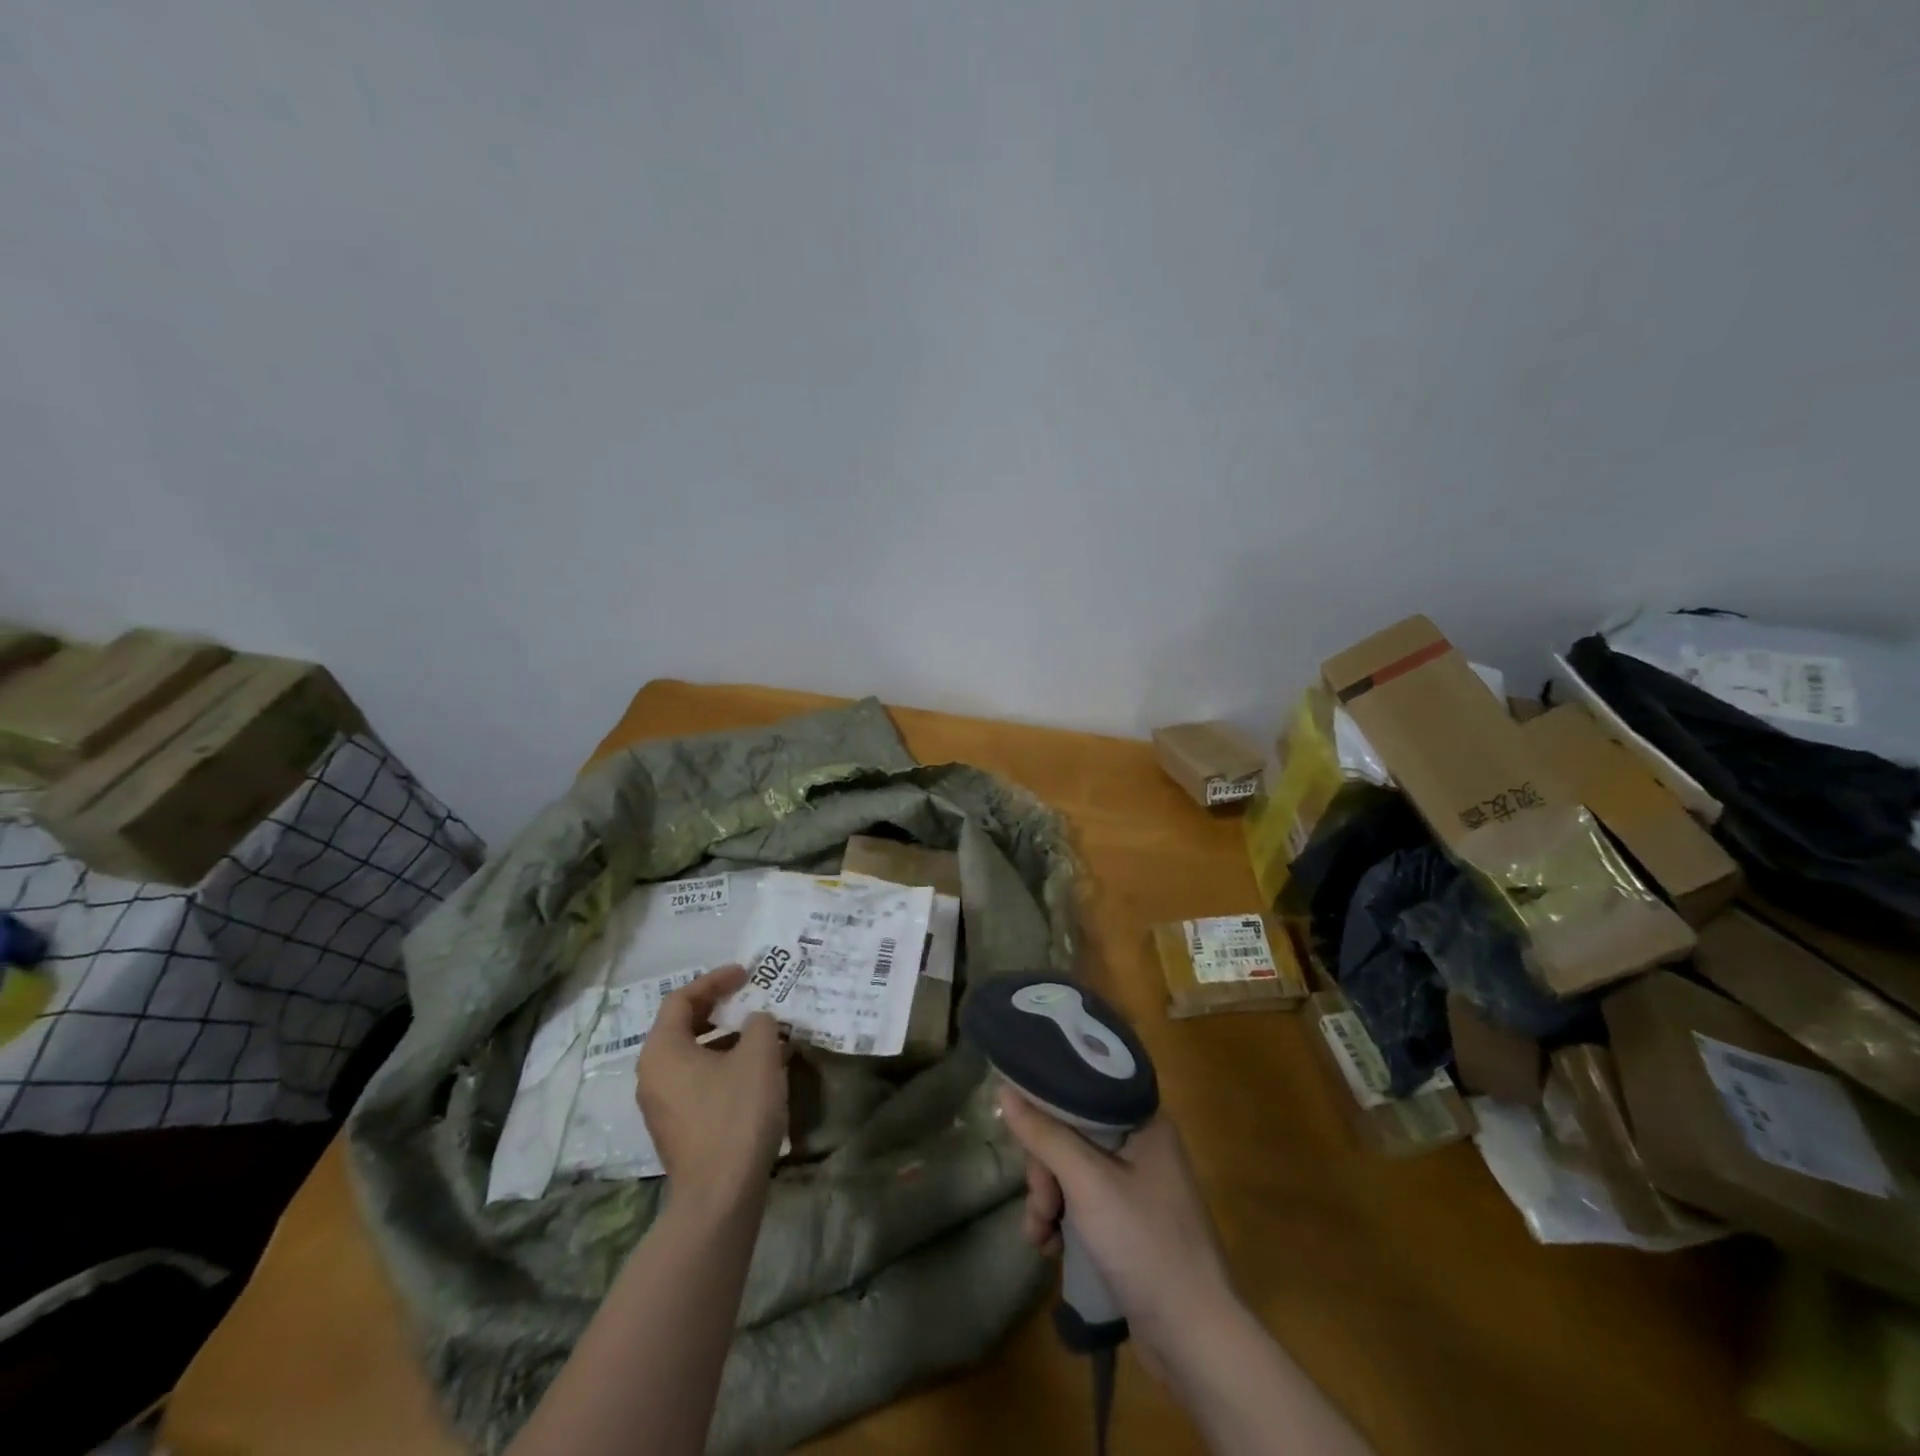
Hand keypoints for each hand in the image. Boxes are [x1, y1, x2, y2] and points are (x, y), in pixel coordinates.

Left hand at [637, 966, 787, 1206]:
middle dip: (719, 1008)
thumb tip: (756, 1022)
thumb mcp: (759, 1055)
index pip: (681, 999)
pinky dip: (722, 1066)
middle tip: (749, 999)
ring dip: (725, 1039)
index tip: (746, 974)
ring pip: (692, 1055)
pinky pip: (696, 1081)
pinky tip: (756, 1074)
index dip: (715, 980)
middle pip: (682, 1026)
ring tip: (762, 1036)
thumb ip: (760, 1024)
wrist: (720, 1196)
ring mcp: (661, 1105)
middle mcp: (652, 1074)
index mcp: (662, 1050)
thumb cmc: (736, 1114)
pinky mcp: (676, 1128)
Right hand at [1000, 1090, 1237, 1358]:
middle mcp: (1142, 1143)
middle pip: (1072, 1133)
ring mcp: (1137, 1185)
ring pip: (1073, 1171)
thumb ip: (1044, 1134)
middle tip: (1039, 1202)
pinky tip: (1050, 1247)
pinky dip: (1062, 1220)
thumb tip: (1004, 1090)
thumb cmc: (1145, 1244)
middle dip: (1045, 1170)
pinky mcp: (1130, 1221)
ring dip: (1048, 1199)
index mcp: (1143, 1119)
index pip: (1080, 1091)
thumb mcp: (1087, 1183)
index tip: (1021, 1134)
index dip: (1046, 1109)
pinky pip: (1084, 1202)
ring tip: (1040, 1234)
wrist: (1195, 1339)